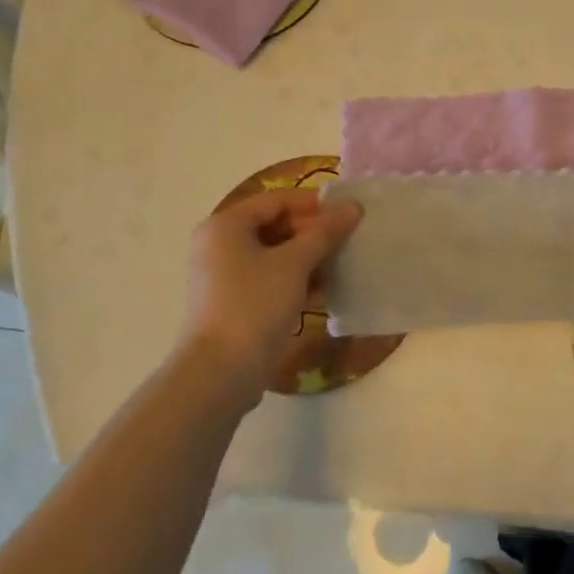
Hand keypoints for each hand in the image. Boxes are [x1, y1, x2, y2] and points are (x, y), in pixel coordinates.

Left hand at [175, 189, 361, 403]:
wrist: (221, 372)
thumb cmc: (255, 304)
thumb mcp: (295, 263)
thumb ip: (325, 231)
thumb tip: (353, 206)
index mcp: (226, 226)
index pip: (277, 201)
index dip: (314, 204)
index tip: (348, 214)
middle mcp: (219, 245)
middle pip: (275, 226)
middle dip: (314, 233)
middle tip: (349, 240)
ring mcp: (224, 276)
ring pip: (275, 255)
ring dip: (309, 258)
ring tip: (343, 264)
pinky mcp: (234, 303)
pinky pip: (270, 279)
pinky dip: (296, 279)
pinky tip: (326, 289)